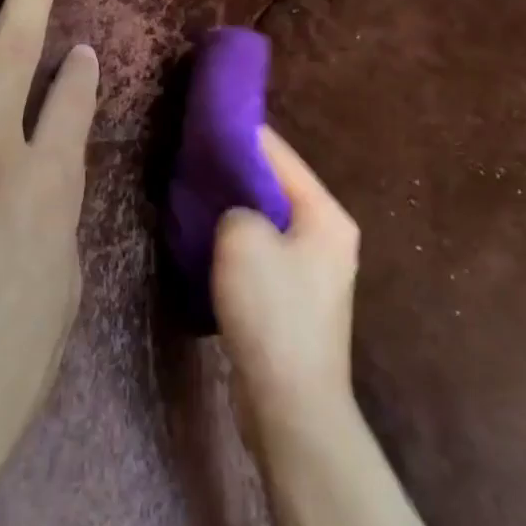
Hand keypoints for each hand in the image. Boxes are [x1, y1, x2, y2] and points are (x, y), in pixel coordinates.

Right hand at [212, 126, 360, 446]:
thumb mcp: (242, 240)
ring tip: (198, 197)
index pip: (280, 155)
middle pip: (277, 188)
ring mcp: (317, 271)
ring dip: (237, 212)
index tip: (207, 121)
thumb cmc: (273, 312)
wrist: (292, 405)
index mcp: (327, 214)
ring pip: (270, 223)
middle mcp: (329, 236)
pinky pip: (267, 255)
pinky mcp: (299, 301)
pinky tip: (212, 243)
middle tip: (196, 161)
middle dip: (237, 174)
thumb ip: (236, 205)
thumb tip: (236, 209)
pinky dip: (242, 244)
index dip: (243, 135)